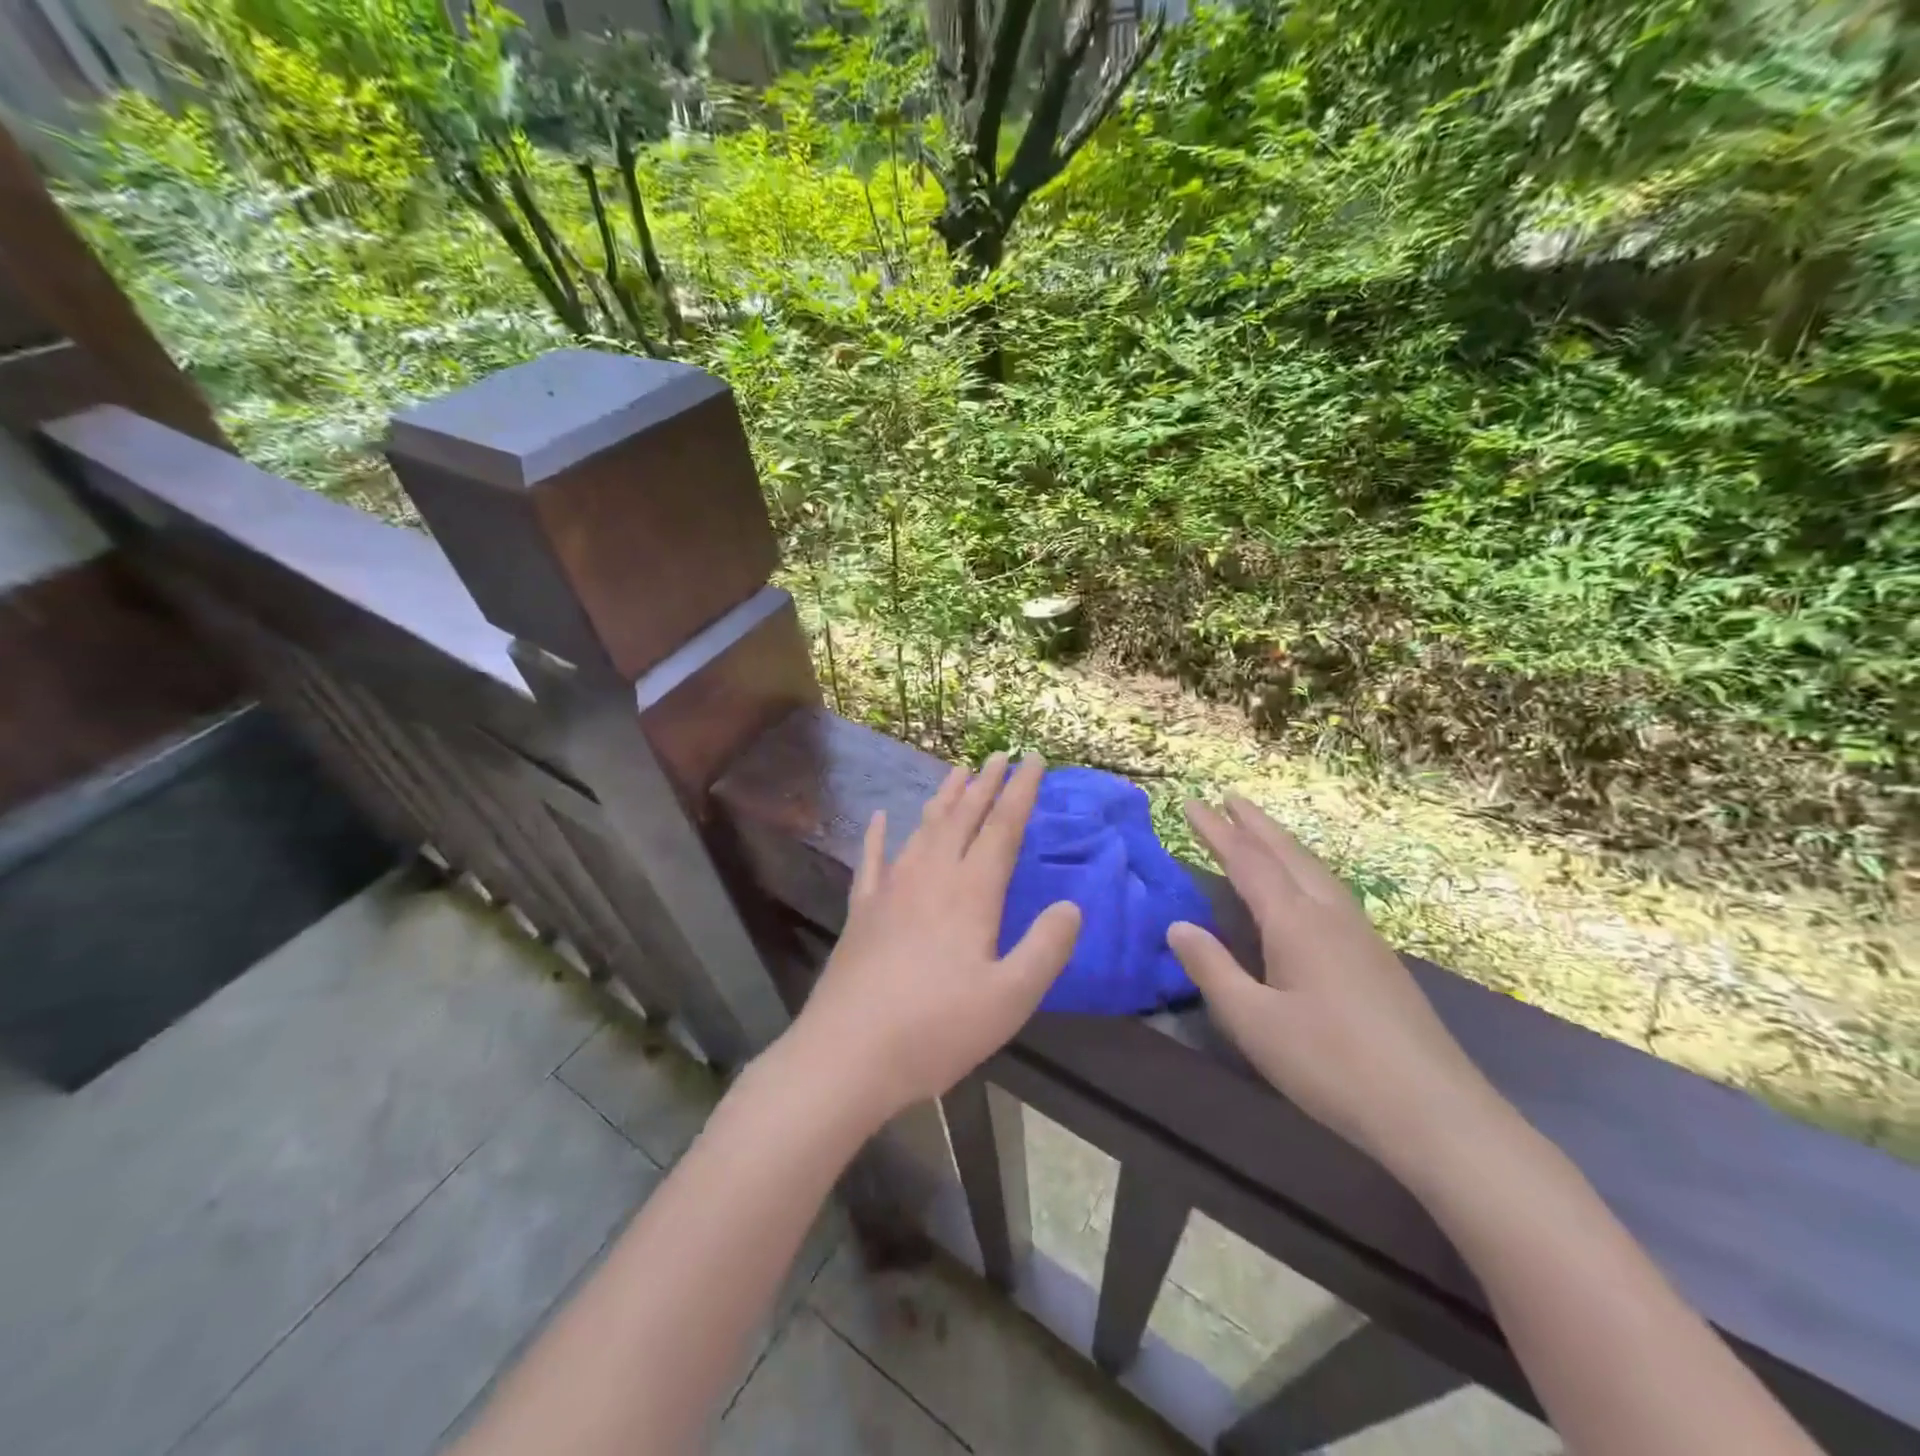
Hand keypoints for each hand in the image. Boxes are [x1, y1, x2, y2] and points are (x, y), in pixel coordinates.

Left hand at [786, 752, 1081, 1124]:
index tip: (1034, 759)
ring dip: (944, 798)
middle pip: (963, 818)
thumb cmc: (935, 1030)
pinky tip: (881, 818)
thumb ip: (1045, 949)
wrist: (847, 1053)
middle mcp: (930, 878)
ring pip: (923, 829)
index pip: (1002, 829)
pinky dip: (878, 835)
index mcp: (970, 894)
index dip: (1021, 792)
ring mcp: (890, 890)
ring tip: (958, 772)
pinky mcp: (862, 911)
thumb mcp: (1009, 999)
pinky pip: (872, 860)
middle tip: (1000, 755)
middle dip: (985, 784)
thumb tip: (1072, 906)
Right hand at [1167, 796, 1501, 1173]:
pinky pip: (1331, 890)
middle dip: (1254, 824)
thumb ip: (1212, 969)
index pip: (1247, 861)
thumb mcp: (1253, 1022)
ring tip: (1261, 830)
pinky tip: (1306, 888)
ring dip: (1283, 843)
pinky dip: (1304, 869)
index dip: (1216, 831)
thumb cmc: (1331, 1065)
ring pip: (1315, 869)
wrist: (1435, 1112)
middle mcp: (1329, 915)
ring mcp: (1361, 934)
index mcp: (1295, 922)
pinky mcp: (1378, 958)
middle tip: (1227, 797)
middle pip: (1287, 853)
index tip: (1191, 804)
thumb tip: (1177, 925)